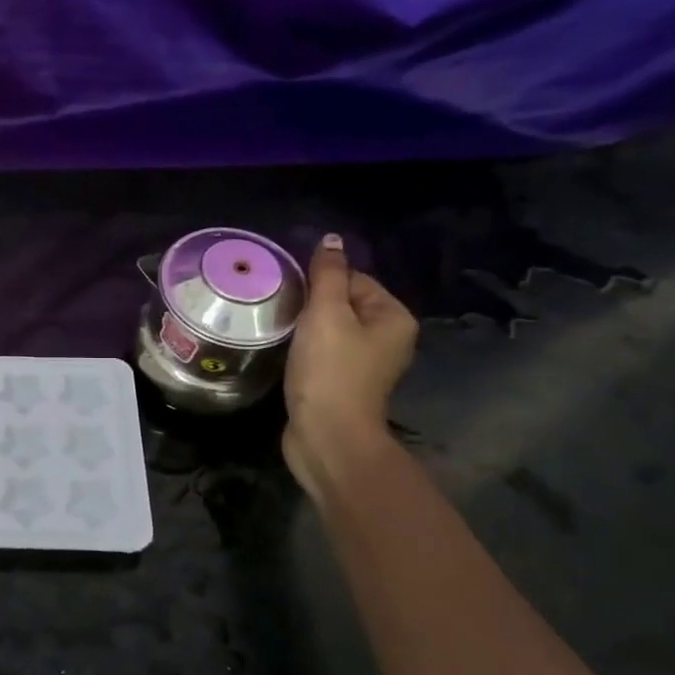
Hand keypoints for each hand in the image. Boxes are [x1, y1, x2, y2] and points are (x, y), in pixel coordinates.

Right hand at [283, 235, 416, 494]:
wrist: (328, 436)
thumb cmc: (329, 370)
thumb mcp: (326, 313)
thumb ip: (327, 274)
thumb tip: (332, 239)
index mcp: (393, 316)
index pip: (353, 278)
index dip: (319, 282)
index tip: (291, 295)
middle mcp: (389, 337)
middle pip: (342, 302)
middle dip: (311, 304)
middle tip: (282, 312)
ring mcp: (367, 363)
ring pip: (331, 328)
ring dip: (305, 328)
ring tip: (281, 331)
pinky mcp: (345, 382)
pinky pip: (325, 351)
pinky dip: (306, 349)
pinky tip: (289, 354)